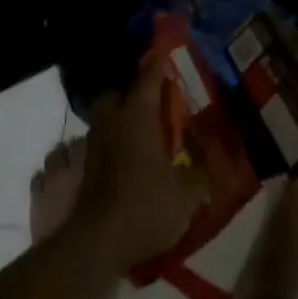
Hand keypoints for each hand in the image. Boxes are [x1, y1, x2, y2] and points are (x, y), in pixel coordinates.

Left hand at [75, 54, 201, 271]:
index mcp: (137, 114)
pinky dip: (119, 146)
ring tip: (150, 135)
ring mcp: (95, 144)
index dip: (162, 63)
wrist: (97, 243)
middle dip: (136, 95)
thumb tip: (210, 162)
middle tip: (160, 105)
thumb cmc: (146, 206)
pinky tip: (137, 161)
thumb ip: (200, 172)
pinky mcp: (87, 169)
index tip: (174, 55)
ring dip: (125, 122)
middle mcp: (112, 121)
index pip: (150, 75)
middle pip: (119, 94)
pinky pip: (105, 144)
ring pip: (109, 120)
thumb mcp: (187, 192)